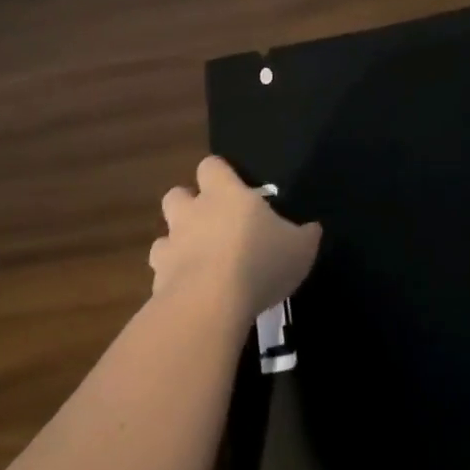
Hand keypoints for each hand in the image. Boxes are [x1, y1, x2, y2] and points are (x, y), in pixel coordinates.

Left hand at [154, 157, 322, 322]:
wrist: (210, 303)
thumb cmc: (259, 262)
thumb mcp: (300, 248)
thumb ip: (304, 235)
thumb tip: (312, 229)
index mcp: (225, 194)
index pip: (211, 166)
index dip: (219, 175)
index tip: (232, 189)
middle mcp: (193, 212)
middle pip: (177, 194)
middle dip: (188, 206)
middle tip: (211, 225)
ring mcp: (171, 244)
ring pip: (164, 234)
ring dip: (177, 244)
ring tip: (199, 262)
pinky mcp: (157, 278)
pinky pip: (162, 272)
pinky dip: (173, 279)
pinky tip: (191, 294)